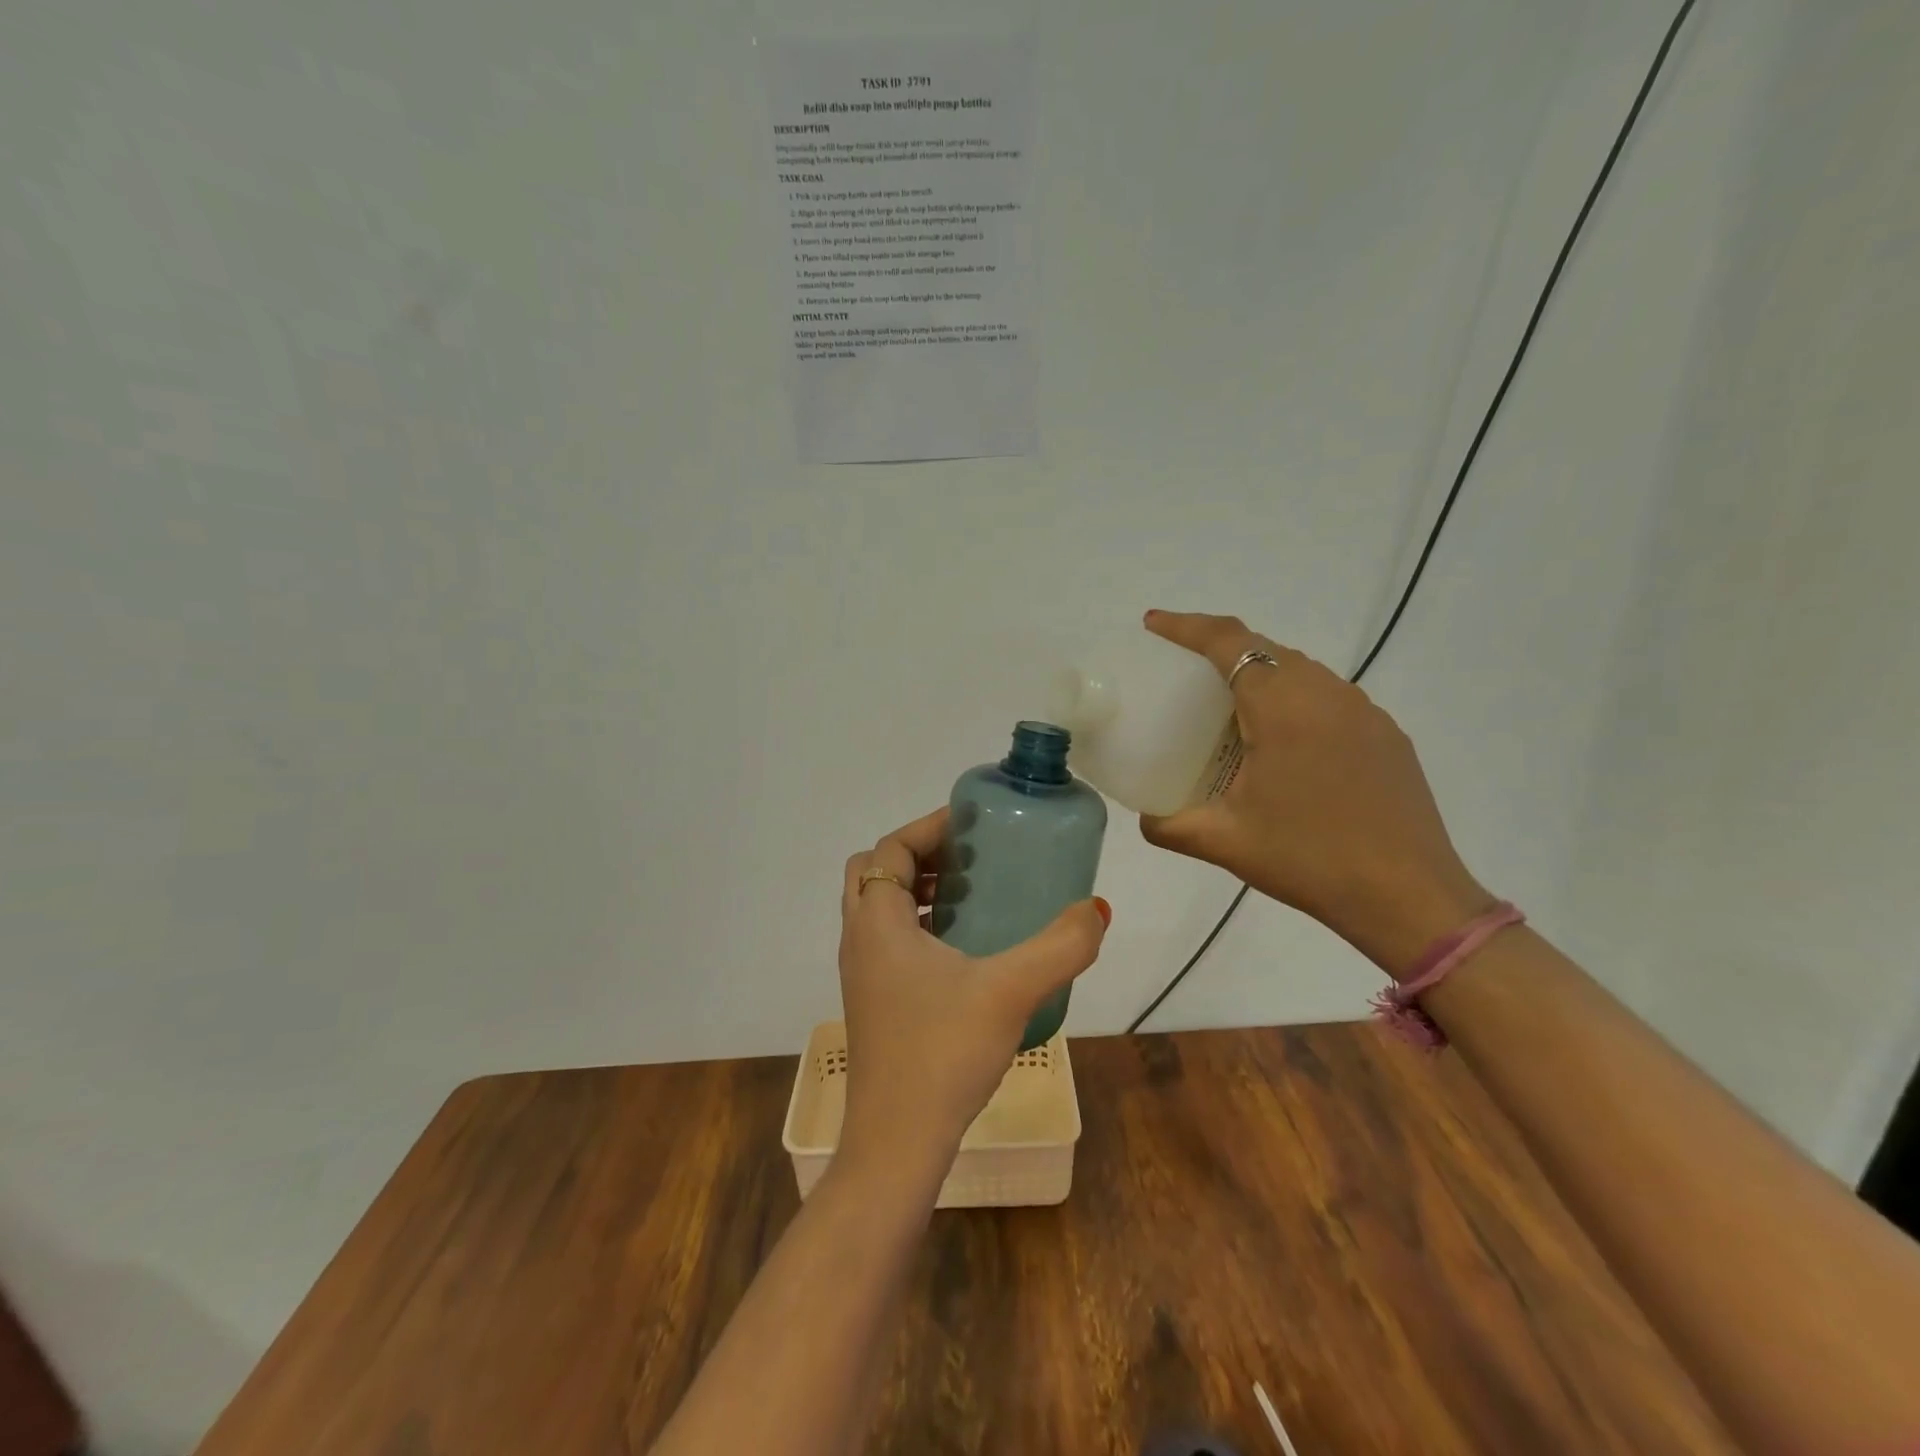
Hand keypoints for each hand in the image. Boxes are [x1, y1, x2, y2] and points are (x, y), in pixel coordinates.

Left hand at [837, 808, 1108, 1166]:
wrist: (897, 1143)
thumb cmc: (944, 1053)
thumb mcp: (1010, 991)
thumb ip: (1060, 946)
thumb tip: (1096, 909)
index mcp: (877, 922)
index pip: (890, 848)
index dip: (928, 827)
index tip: (972, 824)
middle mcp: (860, 940)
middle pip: (876, 872)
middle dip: (920, 855)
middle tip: (970, 858)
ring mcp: (862, 974)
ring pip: (880, 908)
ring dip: (919, 890)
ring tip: (973, 896)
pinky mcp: (874, 1002)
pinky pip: (889, 941)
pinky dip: (919, 925)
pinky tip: (966, 951)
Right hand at [1137, 610, 1491, 978]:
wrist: (1409, 897)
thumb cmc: (1309, 859)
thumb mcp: (1224, 842)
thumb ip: (1169, 825)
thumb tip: (1144, 818)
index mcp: (1283, 705)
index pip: (1228, 642)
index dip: (1186, 626)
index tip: (1153, 625)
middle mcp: (1326, 692)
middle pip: (1264, 649)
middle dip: (1218, 649)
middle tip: (1182, 673)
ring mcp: (1364, 712)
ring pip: (1300, 671)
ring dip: (1259, 675)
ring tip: (1228, 709)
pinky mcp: (1386, 735)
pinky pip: (1328, 698)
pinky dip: (1293, 700)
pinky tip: (1282, 744)